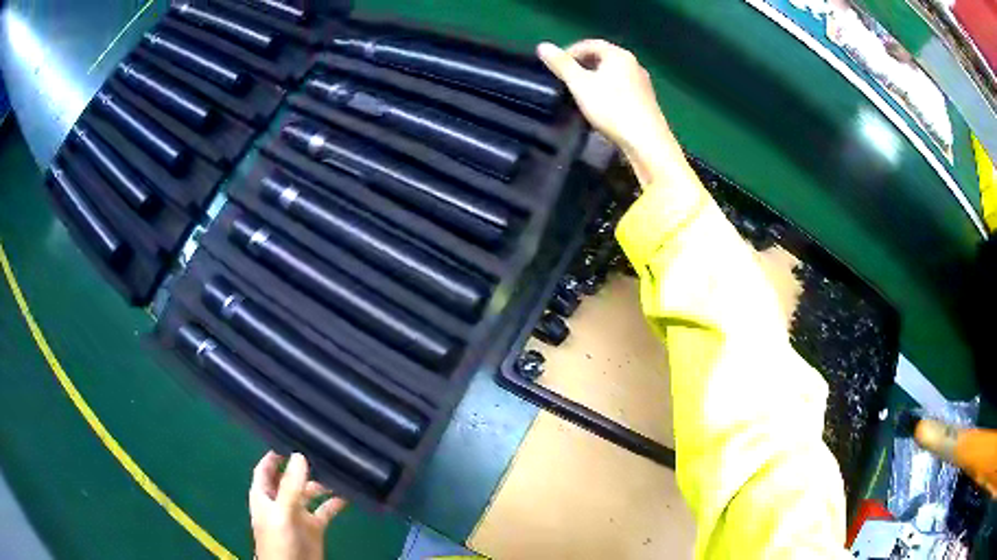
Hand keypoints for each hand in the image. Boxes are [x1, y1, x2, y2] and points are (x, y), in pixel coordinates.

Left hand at [250, 451, 347, 559]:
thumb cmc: (279, 540)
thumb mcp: (282, 512)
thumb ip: (290, 487)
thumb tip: (299, 455)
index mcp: (264, 495)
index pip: (266, 468)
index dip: (274, 454)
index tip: (291, 437)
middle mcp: (280, 501)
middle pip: (289, 478)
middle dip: (302, 466)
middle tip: (322, 450)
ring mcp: (298, 513)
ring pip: (310, 492)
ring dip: (322, 483)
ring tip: (338, 470)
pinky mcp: (315, 526)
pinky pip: (326, 509)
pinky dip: (335, 501)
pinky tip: (348, 494)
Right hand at [538, 40, 684, 186]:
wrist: (646, 141)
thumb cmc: (612, 108)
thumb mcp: (580, 85)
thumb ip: (561, 64)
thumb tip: (542, 46)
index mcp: (619, 55)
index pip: (590, 44)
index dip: (569, 51)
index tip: (556, 66)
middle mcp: (634, 64)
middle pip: (603, 57)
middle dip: (582, 65)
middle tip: (565, 79)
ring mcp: (642, 83)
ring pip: (613, 74)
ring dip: (595, 79)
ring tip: (580, 93)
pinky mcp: (646, 101)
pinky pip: (622, 87)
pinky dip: (607, 90)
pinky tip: (600, 105)